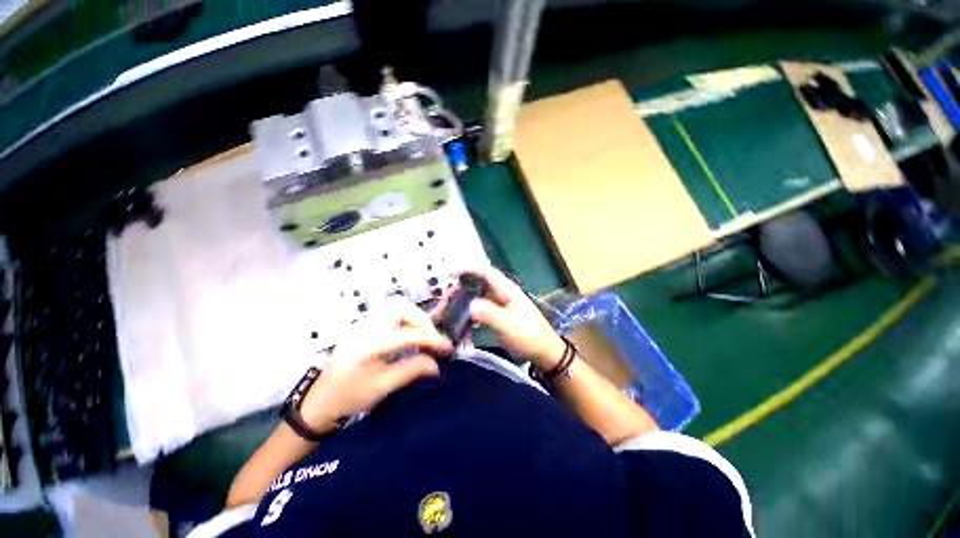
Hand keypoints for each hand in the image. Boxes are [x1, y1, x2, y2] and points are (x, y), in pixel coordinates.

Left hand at [300, 300, 452, 432]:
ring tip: (425, 337)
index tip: (447, 347)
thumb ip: (411, 370)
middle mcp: (365, 327)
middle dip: (422, 321)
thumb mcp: (381, 387)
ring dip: (415, 318)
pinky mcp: (364, 326)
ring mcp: (363, 324)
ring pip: (396, 308)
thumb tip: (437, 364)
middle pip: (401, 308)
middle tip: (433, 340)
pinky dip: (406, 321)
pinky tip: (411, 335)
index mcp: (367, 344)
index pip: (407, 334)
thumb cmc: (348, 398)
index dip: (431, 338)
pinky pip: (391, 315)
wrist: (318, 403)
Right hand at [459, 266, 565, 369]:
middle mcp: (503, 293)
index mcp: (507, 290)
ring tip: (451, 312)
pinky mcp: (501, 316)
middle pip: (479, 284)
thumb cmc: (528, 335)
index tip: (451, 274)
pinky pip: (482, 310)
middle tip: (447, 300)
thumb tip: (468, 304)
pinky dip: (471, 314)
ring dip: (465, 302)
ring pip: (479, 297)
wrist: (544, 352)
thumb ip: (487, 313)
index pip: (486, 273)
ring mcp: (502, 305)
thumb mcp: (507, 324)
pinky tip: (464, 324)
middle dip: (462, 289)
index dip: (469, 270)